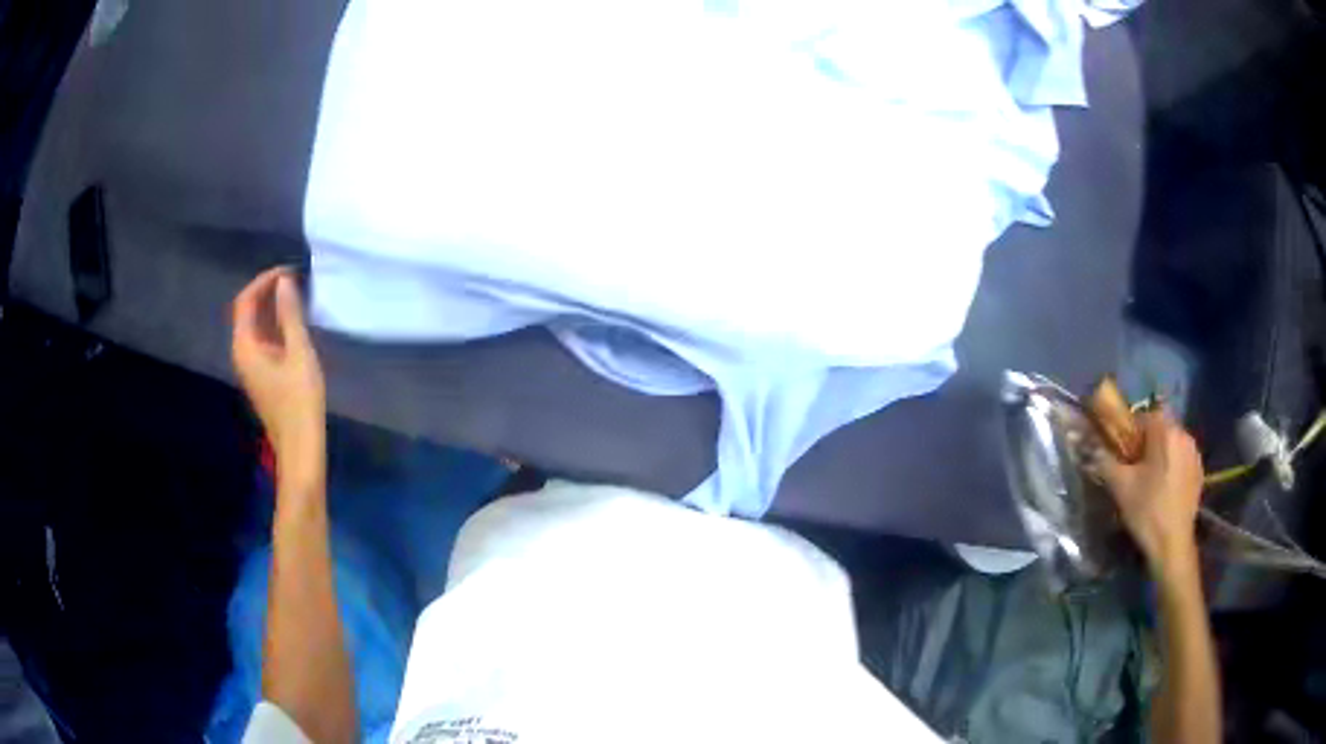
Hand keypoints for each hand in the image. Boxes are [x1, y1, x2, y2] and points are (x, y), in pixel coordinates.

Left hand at [231, 267, 325, 488]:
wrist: (300, 446)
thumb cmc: (300, 401)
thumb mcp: (298, 353)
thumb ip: (290, 315)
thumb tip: (285, 281)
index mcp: (245, 346)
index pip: (245, 301)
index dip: (264, 281)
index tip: (289, 271)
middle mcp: (242, 353)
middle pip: (247, 312)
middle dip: (267, 292)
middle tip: (295, 280)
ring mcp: (251, 367)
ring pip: (255, 327)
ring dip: (272, 308)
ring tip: (297, 297)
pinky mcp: (261, 376)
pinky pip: (262, 340)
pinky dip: (275, 326)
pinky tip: (294, 324)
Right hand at [1086, 409, 1204, 576]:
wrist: (1172, 545)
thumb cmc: (1147, 511)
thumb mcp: (1120, 486)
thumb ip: (1104, 460)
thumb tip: (1088, 445)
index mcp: (1165, 431)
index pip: (1144, 416)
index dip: (1130, 432)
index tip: (1123, 454)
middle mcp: (1184, 434)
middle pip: (1160, 428)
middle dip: (1147, 443)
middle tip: (1134, 469)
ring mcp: (1194, 453)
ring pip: (1172, 443)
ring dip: (1161, 454)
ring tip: (1150, 481)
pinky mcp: (1199, 471)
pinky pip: (1182, 458)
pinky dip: (1172, 466)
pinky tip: (1164, 490)